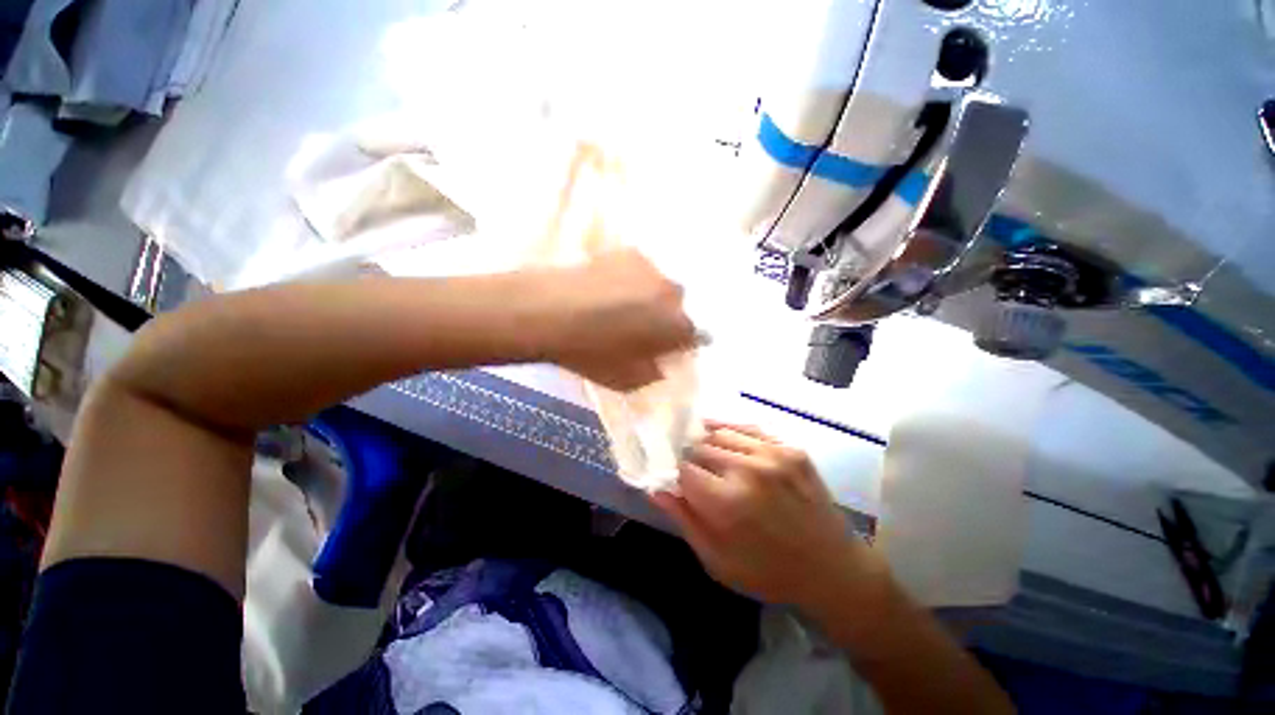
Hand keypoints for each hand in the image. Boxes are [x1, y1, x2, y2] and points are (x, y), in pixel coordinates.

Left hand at [546, 249, 695, 391]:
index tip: (661, 349)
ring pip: (658, 287)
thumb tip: (661, 363)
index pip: (693, 336)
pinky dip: (631, 280)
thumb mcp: (627, 380)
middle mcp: (673, 294)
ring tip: (618, 306)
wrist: (550, 312)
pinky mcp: (630, 253)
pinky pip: (639, 271)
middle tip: (638, 328)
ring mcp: (652, 270)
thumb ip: (654, 373)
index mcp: (676, 327)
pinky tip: (606, 288)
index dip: (677, 344)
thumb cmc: (591, 353)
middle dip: (663, 319)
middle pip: (676, 309)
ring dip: (648, 298)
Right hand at [652, 423, 874, 611]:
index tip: (674, 480)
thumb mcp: (717, 560)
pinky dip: (730, 430)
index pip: (682, 469)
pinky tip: (723, 437)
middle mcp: (747, 469)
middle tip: (692, 472)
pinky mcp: (791, 448)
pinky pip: (749, 428)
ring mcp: (773, 454)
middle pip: (699, 447)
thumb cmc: (769, 573)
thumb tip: (656, 489)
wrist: (834, 570)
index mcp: (727, 501)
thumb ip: (684, 520)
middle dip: (690, 458)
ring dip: (707, 443)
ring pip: (721, 433)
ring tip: (706, 455)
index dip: (674, 473)